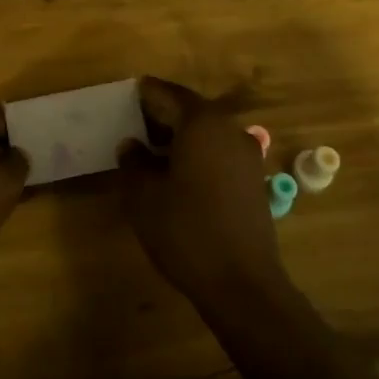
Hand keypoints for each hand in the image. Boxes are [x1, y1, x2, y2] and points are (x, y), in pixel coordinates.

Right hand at [120, 76, 283, 304]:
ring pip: (206, 133)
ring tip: (149, 152)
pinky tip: (176, 175)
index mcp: (202, 123)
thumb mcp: (143, 196)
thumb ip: (133, 163)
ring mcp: (246, 156)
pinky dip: (196, 154)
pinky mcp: (253, 181)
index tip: (125, 96)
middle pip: (190, 110)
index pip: (168, 94)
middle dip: (161, 115)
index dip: (144, 94)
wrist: (242, 284)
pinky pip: (218, 153)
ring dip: (179, 137)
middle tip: (132, 124)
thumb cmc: (186, 230)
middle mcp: (229, 130)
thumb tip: (131, 145)